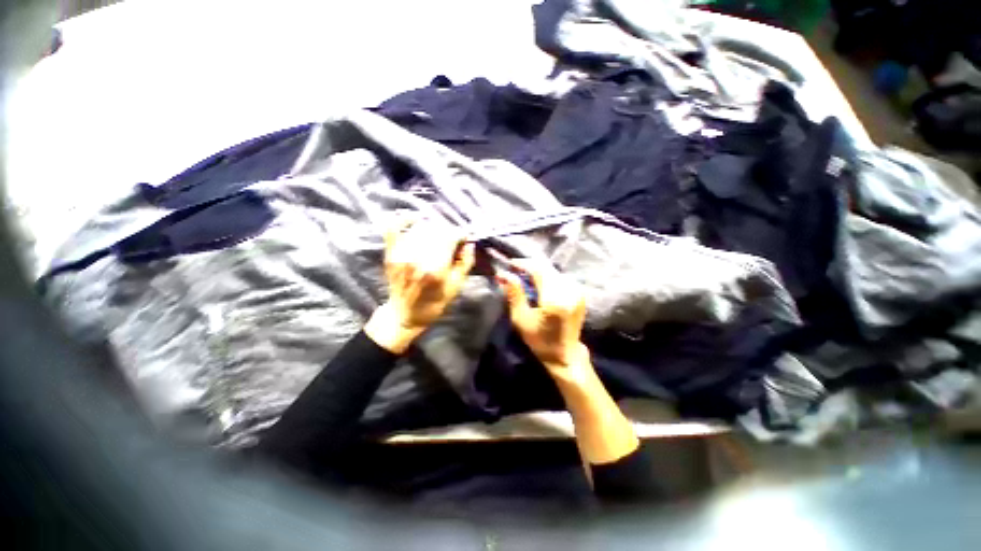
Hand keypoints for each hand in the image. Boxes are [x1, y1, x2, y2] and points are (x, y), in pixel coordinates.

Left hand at [365, 219, 474, 353]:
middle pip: (437, 231)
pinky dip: (404, 219)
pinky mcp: (390, 253)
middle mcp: (417, 258)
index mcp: (436, 269)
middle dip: (448, 232)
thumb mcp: (456, 287)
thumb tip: (469, 244)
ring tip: (438, 237)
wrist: (403, 315)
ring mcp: (401, 254)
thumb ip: (465, 264)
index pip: (450, 237)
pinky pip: (394, 227)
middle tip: (452, 240)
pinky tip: (415, 219)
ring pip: (420, 228)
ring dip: (433, 229)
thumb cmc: (433, 304)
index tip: (464, 238)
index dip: (460, 235)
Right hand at [496, 260, 590, 375]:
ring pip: (554, 271)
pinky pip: (561, 277)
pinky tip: (539, 281)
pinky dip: (548, 276)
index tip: (510, 264)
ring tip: (525, 275)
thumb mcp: (521, 319)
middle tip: (515, 269)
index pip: (539, 271)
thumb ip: (515, 294)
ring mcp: (577, 291)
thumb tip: (505, 274)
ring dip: (539, 270)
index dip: (524, 264)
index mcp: (555, 299)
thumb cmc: (540, 340)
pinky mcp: (580, 293)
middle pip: (547, 268)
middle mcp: (569, 291)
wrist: (565, 355)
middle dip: (530, 266)